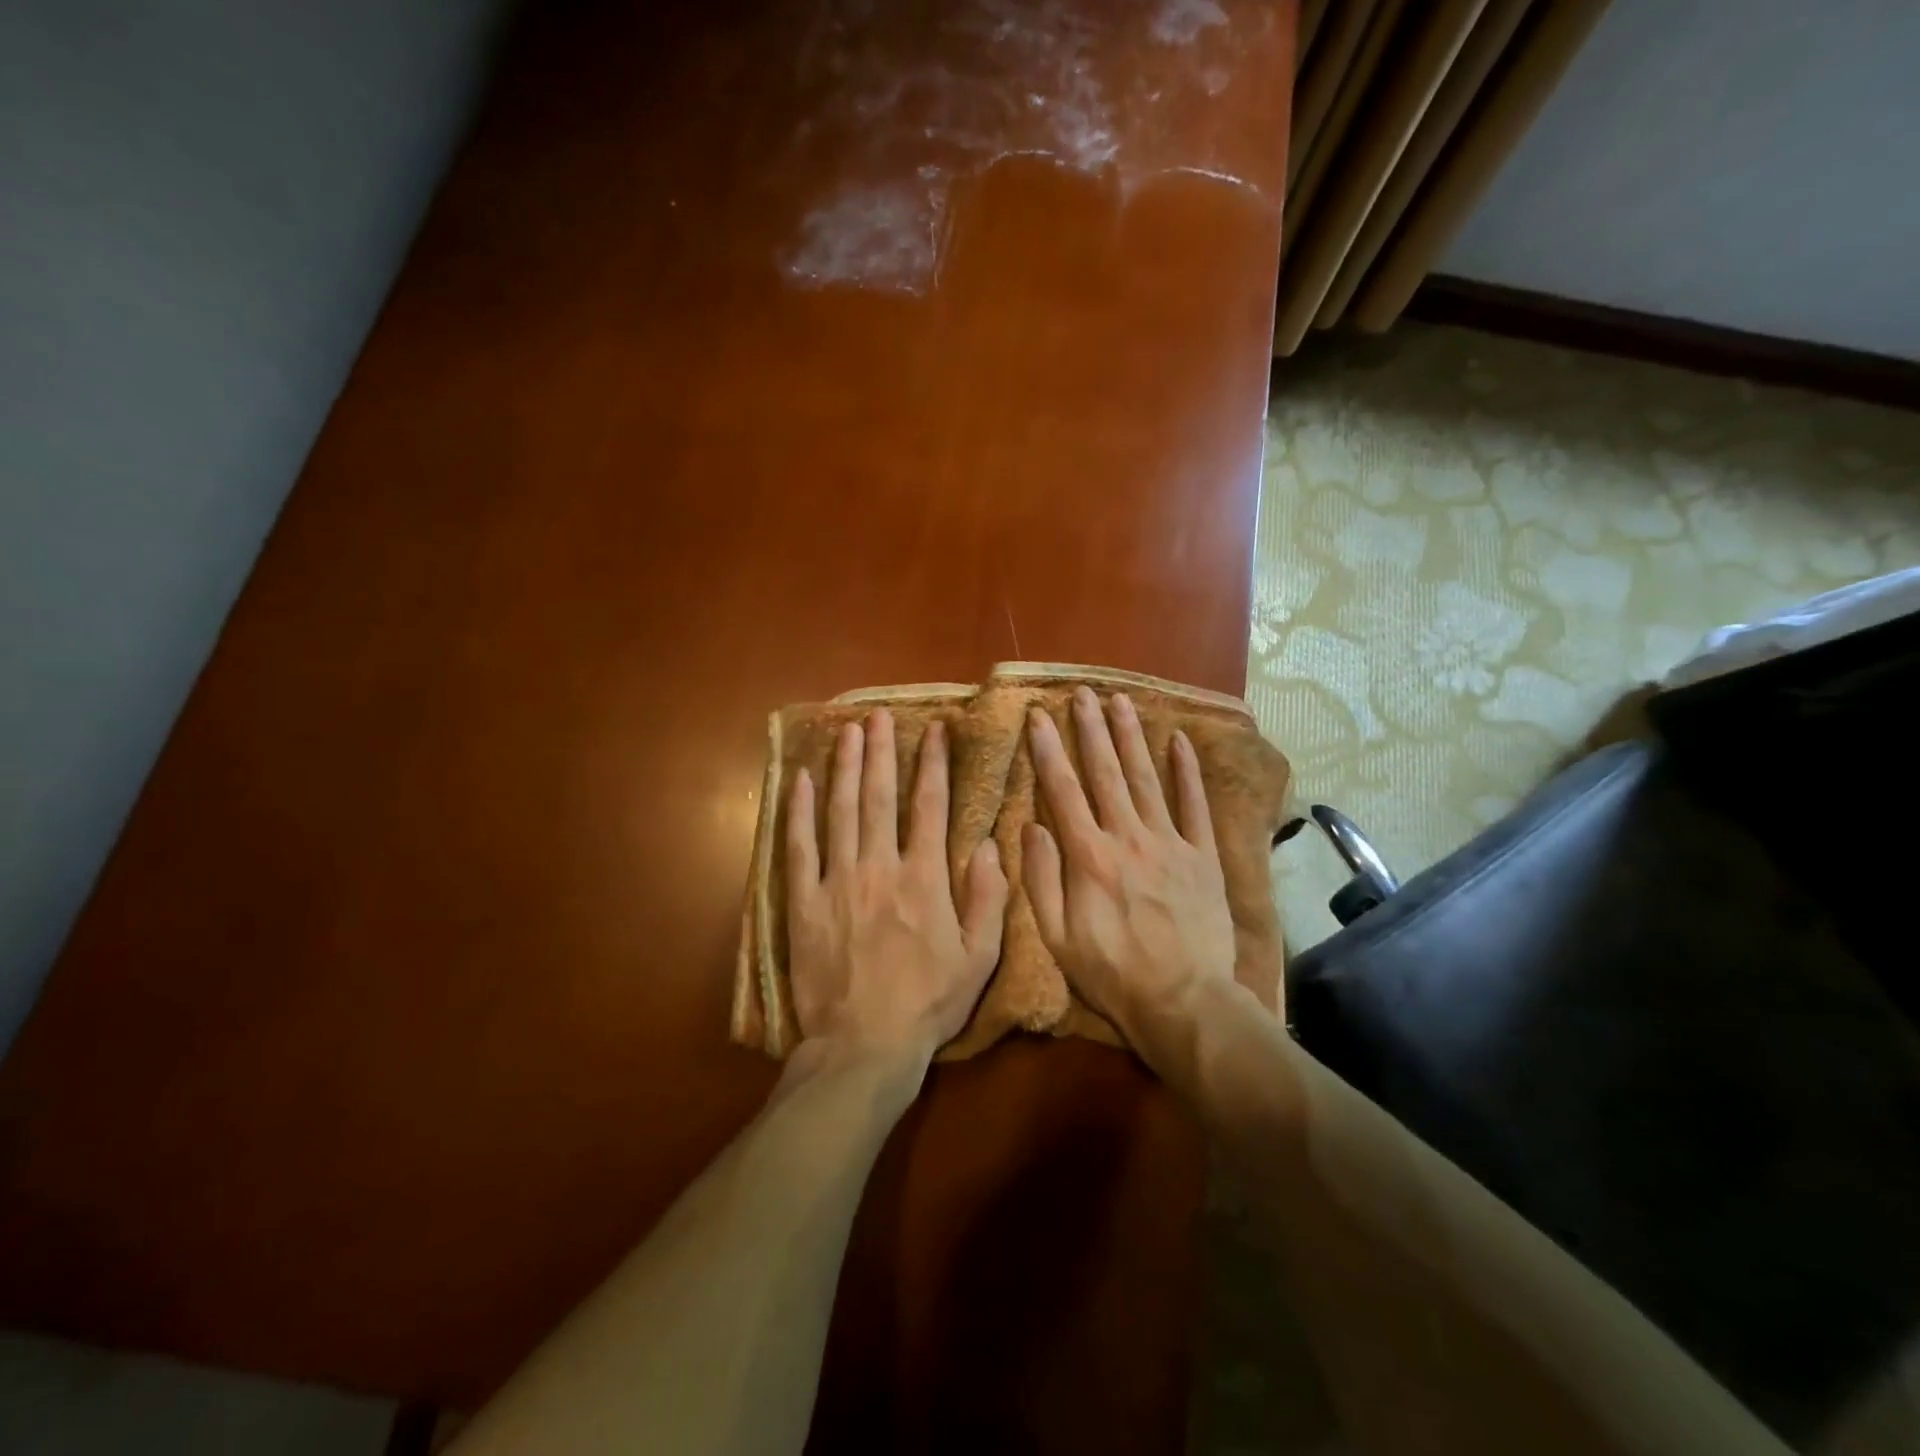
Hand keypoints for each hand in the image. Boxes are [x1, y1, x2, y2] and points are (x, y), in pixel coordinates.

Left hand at [786, 708, 1008, 1068]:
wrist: (864, 1046)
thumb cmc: (927, 1004)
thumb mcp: (979, 958)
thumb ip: (989, 898)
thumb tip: (993, 844)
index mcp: (924, 878)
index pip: (931, 807)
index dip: (933, 764)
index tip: (933, 730)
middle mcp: (879, 867)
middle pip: (880, 797)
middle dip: (882, 752)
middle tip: (879, 716)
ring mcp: (837, 882)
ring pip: (841, 812)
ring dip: (845, 768)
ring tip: (848, 732)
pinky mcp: (805, 902)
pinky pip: (800, 847)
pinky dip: (799, 812)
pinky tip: (802, 782)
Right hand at [1022, 688, 1238, 1058]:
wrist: (1184, 1002)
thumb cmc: (1112, 974)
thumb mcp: (1058, 938)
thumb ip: (1041, 879)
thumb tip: (1031, 826)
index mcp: (1089, 856)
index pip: (1063, 790)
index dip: (1048, 749)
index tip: (1038, 715)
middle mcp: (1128, 837)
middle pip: (1105, 772)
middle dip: (1090, 729)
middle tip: (1081, 693)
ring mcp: (1170, 843)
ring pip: (1146, 778)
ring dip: (1131, 737)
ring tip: (1120, 700)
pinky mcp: (1203, 856)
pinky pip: (1194, 805)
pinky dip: (1187, 771)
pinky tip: (1178, 740)